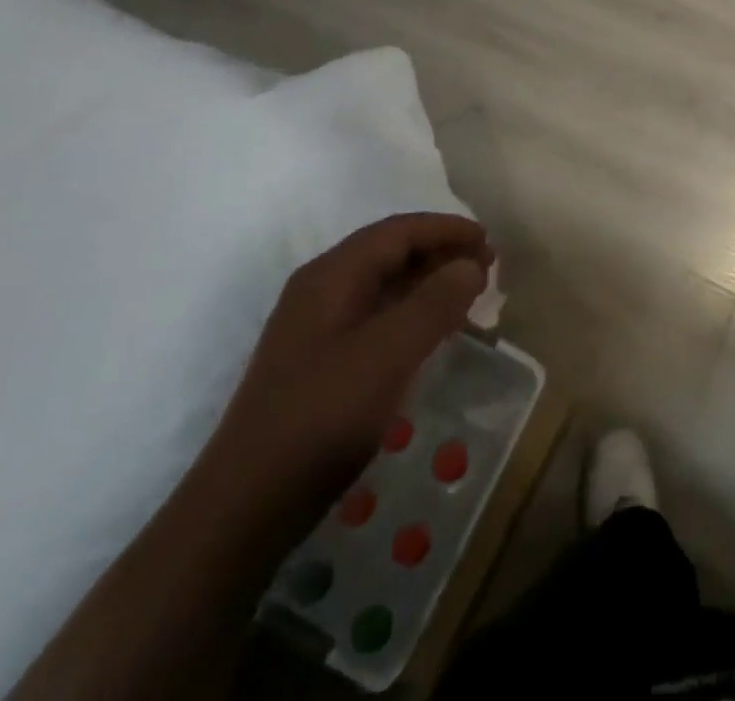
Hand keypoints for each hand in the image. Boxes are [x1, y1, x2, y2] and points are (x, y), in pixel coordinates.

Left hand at [198, 213, 490, 521]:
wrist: (245, 505)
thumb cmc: (321, 417)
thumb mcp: (388, 354)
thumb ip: (434, 303)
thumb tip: (470, 265)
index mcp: (331, 275)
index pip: (398, 231)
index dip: (446, 229)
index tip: (489, 240)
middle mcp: (320, 290)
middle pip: (390, 252)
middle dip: (440, 252)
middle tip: (487, 268)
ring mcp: (316, 327)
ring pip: (383, 285)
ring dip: (428, 282)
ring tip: (468, 295)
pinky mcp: (318, 362)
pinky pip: (375, 316)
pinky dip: (411, 313)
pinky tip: (432, 333)